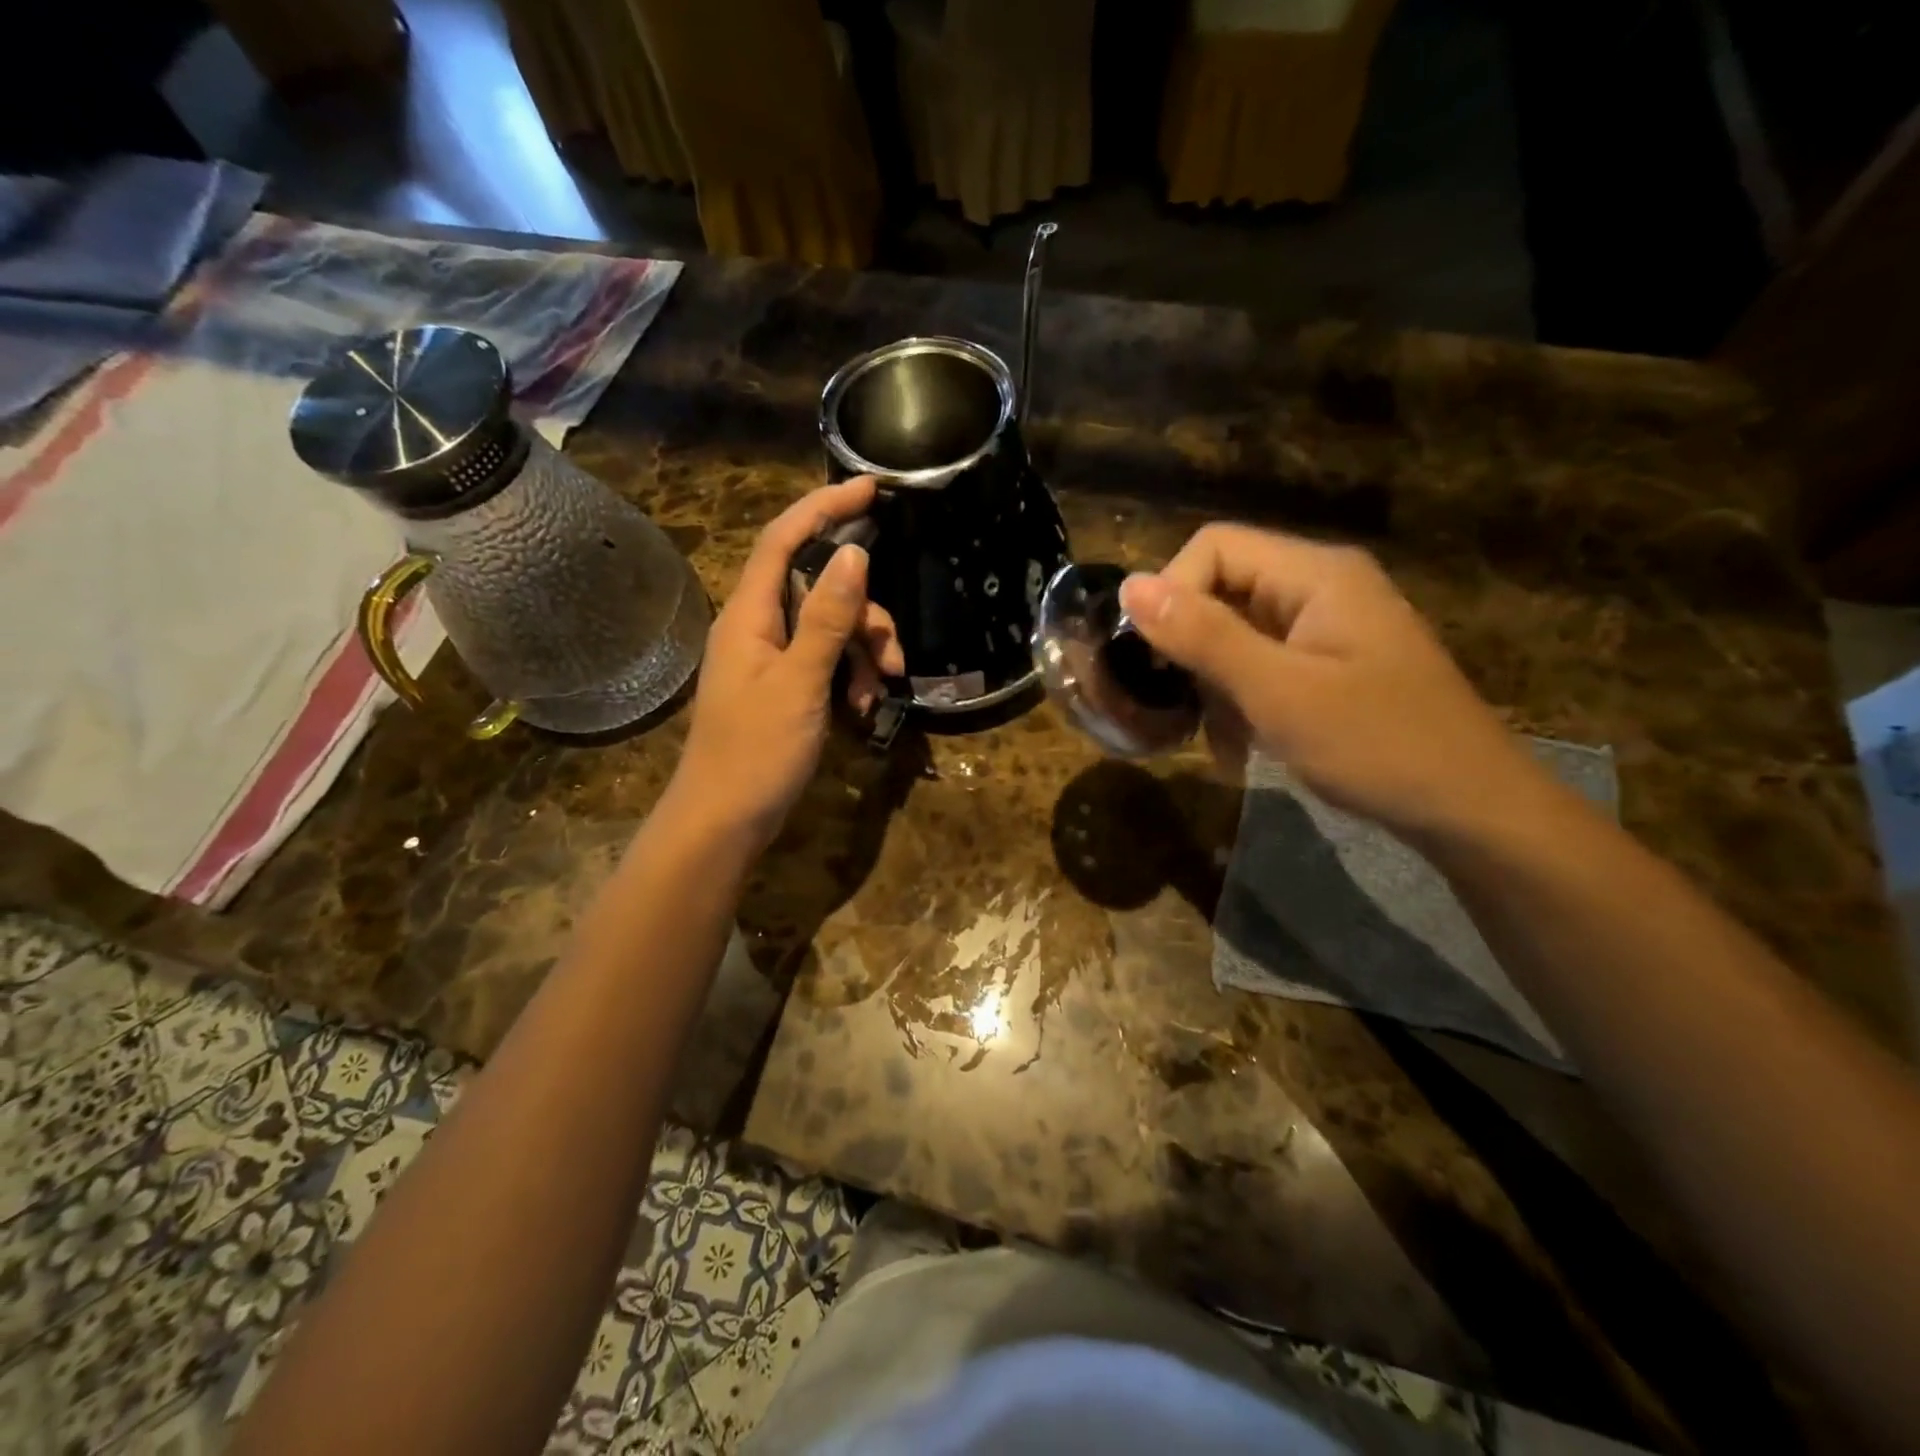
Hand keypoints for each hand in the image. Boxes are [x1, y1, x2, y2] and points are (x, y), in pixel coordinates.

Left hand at [671, 477, 903, 851]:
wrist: (724, 820)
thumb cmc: (756, 751)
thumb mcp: (800, 682)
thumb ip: (826, 618)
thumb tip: (855, 555)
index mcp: (749, 613)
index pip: (783, 538)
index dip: (823, 508)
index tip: (869, 488)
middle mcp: (757, 626)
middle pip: (820, 588)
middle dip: (865, 615)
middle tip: (892, 656)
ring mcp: (770, 658)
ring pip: (829, 628)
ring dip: (862, 654)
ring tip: (877, 695)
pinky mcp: (783, 687)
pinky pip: (824, 662)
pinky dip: (849, 677)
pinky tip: (863, 709)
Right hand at [1118, 524, 1547, 841]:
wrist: (1470, 809)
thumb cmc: (1376, 744)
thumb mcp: (1277, 691)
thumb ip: (1203, 635)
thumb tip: (1129, 585)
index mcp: (1315, 574)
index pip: (1214, 547)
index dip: (1171, 592)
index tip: (1151, 657)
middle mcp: (1320, 588)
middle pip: (1223, 589)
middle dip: (1189, 647)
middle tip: (1173, 704)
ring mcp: (1327, 629)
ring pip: (1236, 634)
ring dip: (1211, 684)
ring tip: (1210, 740)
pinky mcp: (1329, 666)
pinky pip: (1262, 666)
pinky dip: (1240, 702)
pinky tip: (1235, 750)